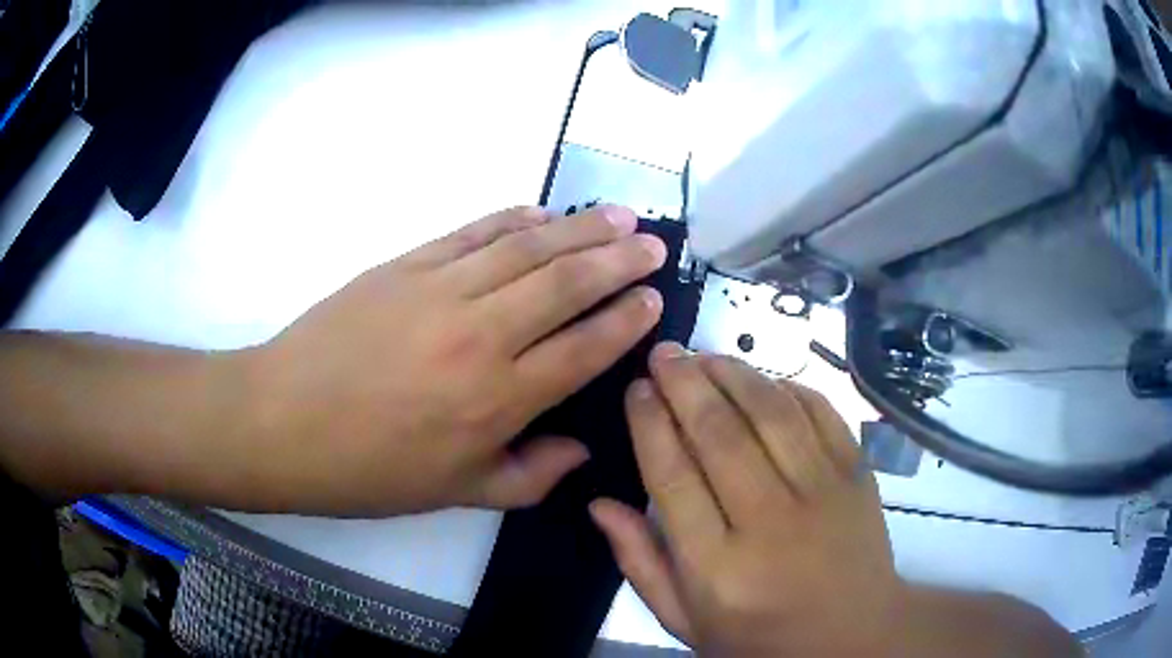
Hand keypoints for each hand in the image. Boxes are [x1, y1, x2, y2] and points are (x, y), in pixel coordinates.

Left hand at [243, 205, 666, 515]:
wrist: (284, 420)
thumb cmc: (369, 469)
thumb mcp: (457, 494)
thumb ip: (531, 476)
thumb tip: (582, 451)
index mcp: (497, 400)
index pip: (584, 347)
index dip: (625, 320)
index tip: (652, 300)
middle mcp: (480, 336)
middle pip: (567, 284)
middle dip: (618, 260)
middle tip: (652, 244)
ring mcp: (441, 290)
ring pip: (528, 247)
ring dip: (580, 228)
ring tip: (619, 216)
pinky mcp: (407, 264)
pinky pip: (474, 232)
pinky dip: (515, 218)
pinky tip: (542, 213)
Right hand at [591, 343, 900, 655]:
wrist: (853, 636)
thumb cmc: (760, 637)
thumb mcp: (685, 620)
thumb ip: (641, 563)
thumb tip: (599, 504)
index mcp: (719, 568)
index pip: (673, 479)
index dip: (651, 425)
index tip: (637, 390)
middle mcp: (771, 524)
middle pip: (720, 436)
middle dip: (686, 384)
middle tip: (664, 353)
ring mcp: (823, 494)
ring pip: (772, 413)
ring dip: (735, 374)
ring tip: (705, 356)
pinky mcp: (858, 475)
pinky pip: (822, 414)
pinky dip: (789, 388)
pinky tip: (764, 380)